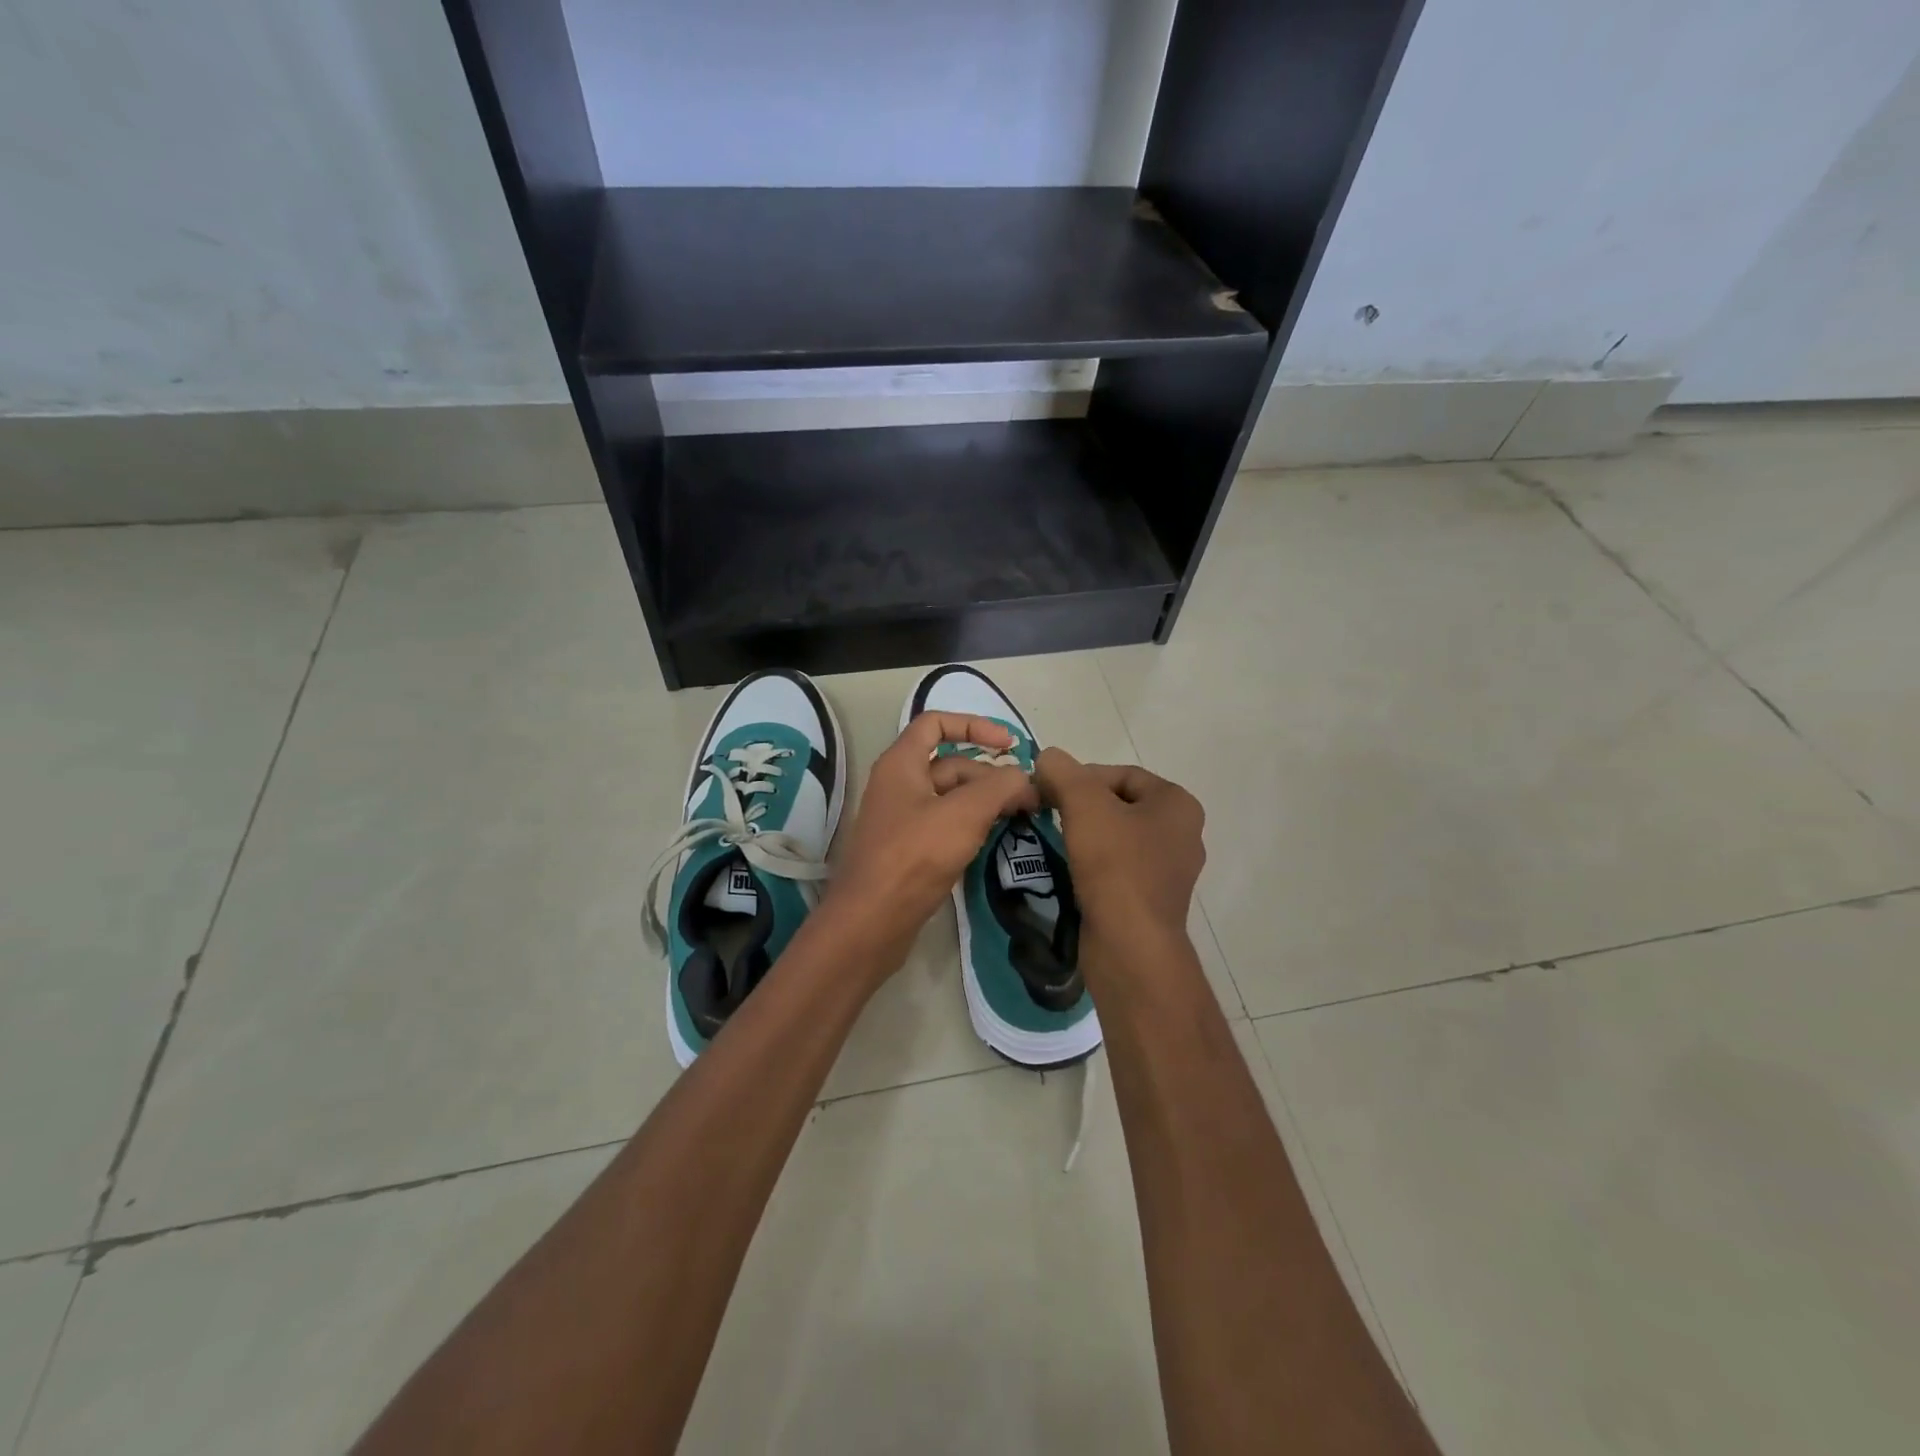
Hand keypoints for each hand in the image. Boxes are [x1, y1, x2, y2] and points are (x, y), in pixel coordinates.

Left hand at [823, 712, 1040, 964]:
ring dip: (985, 801)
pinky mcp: (908, 850)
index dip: (974, 725)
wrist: (870, 923)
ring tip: (1021, 817)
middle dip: (991, 774)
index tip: (1009, 745)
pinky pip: (945, 825)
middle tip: (1031, 799)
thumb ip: (1000, 787)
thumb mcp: (965, 814)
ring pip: (951, 797)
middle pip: (951, 764)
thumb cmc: (914, 857)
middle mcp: (898, 784)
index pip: (936, 723)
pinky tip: (995, 839)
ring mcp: (902, 819)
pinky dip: (971, 825)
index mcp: (901, 763)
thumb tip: (1023, 778)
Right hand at [1032, 749, 1204, 946]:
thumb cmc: (1115, 867)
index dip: (1080, 777)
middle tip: (1047, 814)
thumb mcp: (1084, 805)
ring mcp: (1169, 871)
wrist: (1130, 946)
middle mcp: (1182, 834)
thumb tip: (1048, 757)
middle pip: (1119, 804)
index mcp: (1177, 804)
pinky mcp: (1151, 900)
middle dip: (1081, 806)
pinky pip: (1118, 869)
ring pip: (1117, 838)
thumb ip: (1063, 772)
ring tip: (1054, 842)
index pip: (1121, 774)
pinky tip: (1070, 871)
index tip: (1048, 792)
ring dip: (1084, 836)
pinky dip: (1093, 864)